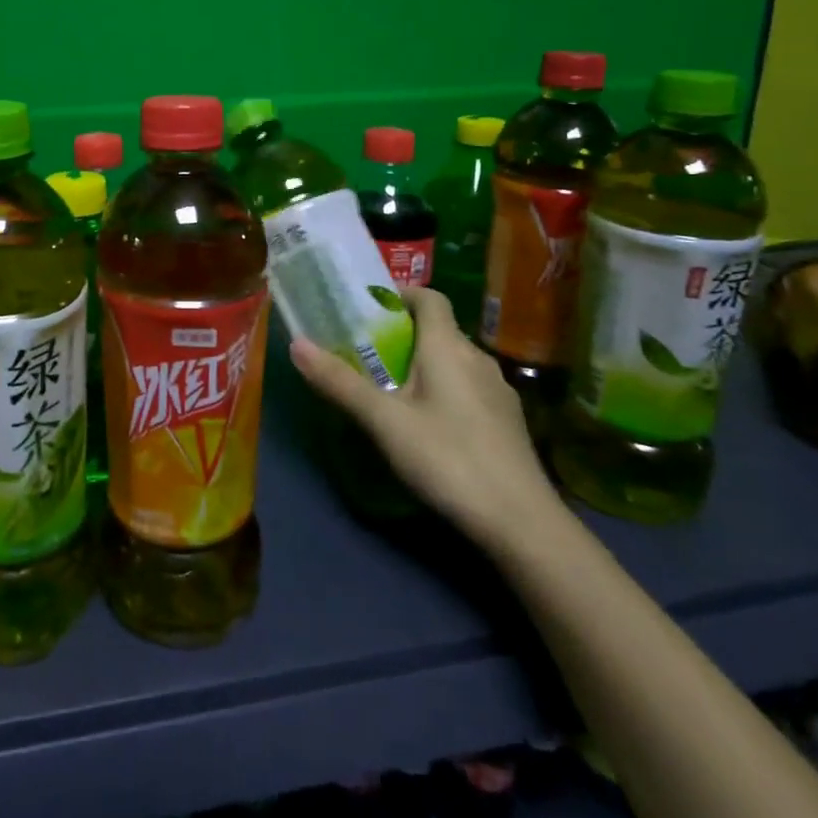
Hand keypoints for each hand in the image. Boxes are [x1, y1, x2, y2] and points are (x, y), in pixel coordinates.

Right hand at [290, 287, 561, 547]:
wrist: (522, 522)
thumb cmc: (448, 458)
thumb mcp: (383, 421)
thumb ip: (340, 382)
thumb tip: (296, 344)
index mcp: (448, 347)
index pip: (429, 297)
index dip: (400, 294)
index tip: (367, 308)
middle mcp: (477, 359)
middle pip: (438, 330)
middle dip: (401, 334)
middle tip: (364, 352)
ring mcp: (497, 391)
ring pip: (452, 361)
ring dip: (421, 364)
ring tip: (388, 389)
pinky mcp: (505, 421)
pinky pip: (466, 388)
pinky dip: (441, 389)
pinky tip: (425, 424)